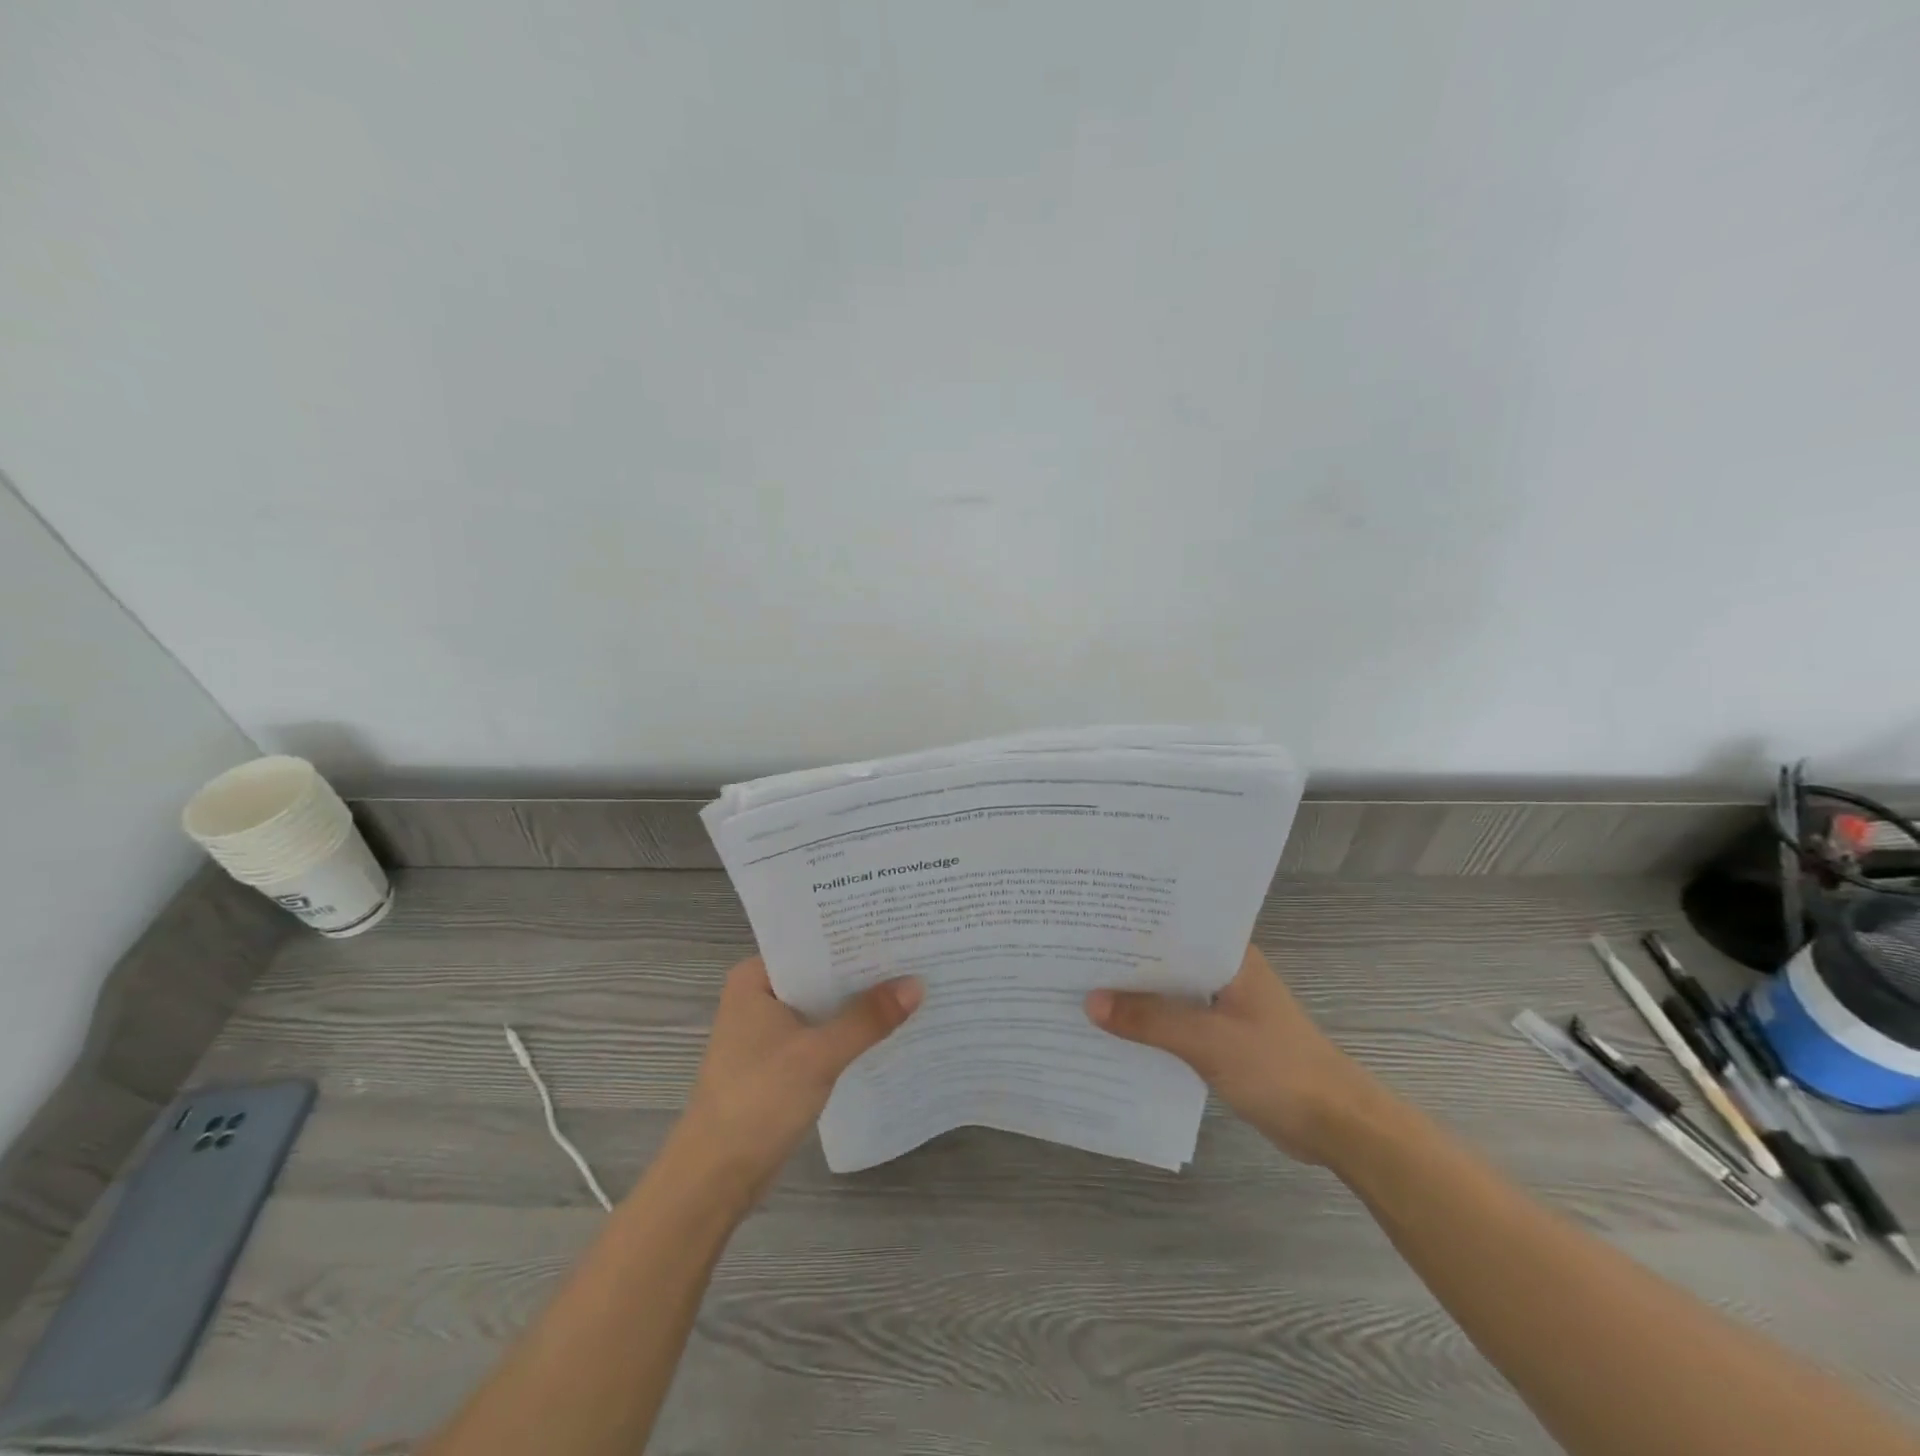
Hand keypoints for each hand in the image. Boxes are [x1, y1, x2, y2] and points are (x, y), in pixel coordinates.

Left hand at [671, 956, 921, 1202]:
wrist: (715, 1179)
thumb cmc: (757, 1102)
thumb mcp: (817, 1055)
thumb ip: (867, 1019)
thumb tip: (917, 984)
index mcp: (755, 979)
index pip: (812, 943)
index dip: (854, 936)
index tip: (898, 927)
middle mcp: (760, 996)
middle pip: (821, 974)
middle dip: (863, 970)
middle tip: (916, 953)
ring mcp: (769, 1031)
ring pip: (824, 1006)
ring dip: (859, 1004)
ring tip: (914, 984)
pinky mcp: (780, 1062)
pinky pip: (822, 1034)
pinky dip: (849, 1032)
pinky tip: (889, 1029)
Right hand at [1085, 944, 1382, 1164]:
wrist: (1336, 1126)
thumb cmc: (1279, 1069)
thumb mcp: (1209, 1042)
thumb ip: (1151, 1020)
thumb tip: (1090, 1002)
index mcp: (1229, 955)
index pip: (1173, 924)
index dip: (1132, 920)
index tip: (1087, 916)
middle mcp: (1224, 972)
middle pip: (1166, 958)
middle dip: (1124, 959)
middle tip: (1070, 949)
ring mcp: (1223, 1005)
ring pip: (1169, 991)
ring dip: (1135, 995)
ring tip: (1080, 985)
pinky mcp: (1222, 1037)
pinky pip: (1176, 1021)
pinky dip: (1150, 1024)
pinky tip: (1114, 1030)